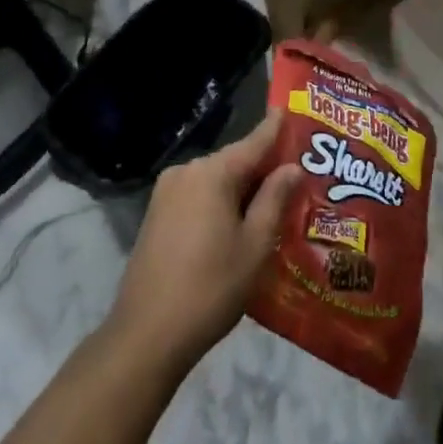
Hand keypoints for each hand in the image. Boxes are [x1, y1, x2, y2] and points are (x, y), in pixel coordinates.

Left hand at [106, 113, 301, 373]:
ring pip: (215, 180)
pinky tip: (238, 222)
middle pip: (234, 161)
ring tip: (273, 202)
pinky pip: (198, 196)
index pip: (253, 143)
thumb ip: (275, 199)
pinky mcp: (156, 214)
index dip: (274, 129)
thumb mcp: (255, 244)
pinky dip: (220, 202)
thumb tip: (291, 167)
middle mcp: (186, 172)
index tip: (288, 110)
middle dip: (262, 167)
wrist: (147, 334)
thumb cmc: (211, 287)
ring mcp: (166, 193)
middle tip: (295, 175)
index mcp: (212, 173)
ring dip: (242, 188)